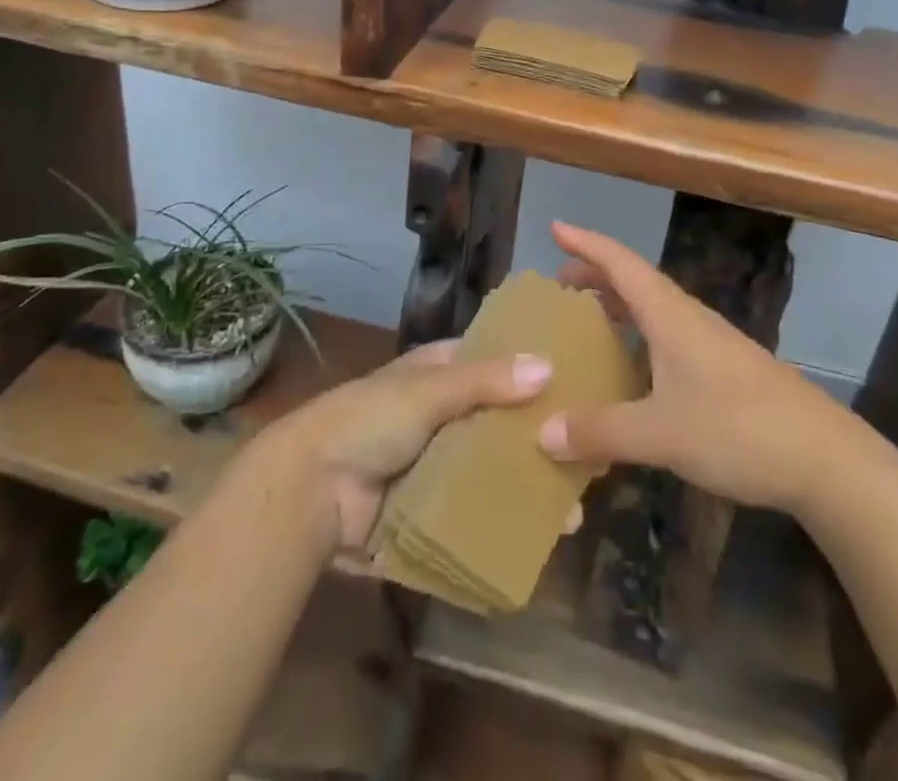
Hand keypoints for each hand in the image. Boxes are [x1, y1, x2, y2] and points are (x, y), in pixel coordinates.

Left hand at [263, 339, 552, 550]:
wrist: (308, 493)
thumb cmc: (366, 421)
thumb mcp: (426, 391)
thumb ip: (485, 381)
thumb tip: (548, 366)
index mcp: (437, 374)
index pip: (492, 362)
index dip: (529, 368)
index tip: (577, 380)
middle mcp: (441, 415)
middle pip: (498, 421)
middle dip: (536, 437)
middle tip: (589, 455)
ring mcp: (436, 465)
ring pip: (491, 470)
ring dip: (526, 485)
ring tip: (573, 507)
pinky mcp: (430, 510)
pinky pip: (475, 513)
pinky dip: (502, 521)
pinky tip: (541, 536)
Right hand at [536, 222, 842, 513]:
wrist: (827, 460)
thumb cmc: (739, 430)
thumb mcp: (661, 434)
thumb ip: (601, 431)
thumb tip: (542, 432)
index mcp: (670, 316)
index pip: (621, 263)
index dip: (586, 243)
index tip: (555, 227)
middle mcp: (689, 319)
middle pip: (635, 281)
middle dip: (596, 275)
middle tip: (558, 284)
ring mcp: (711, 344)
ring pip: (654, 309)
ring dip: (618, 306)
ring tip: (587, 321)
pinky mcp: (725, 370)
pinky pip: (668, 337)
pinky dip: (639, 336)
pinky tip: (632, 370)